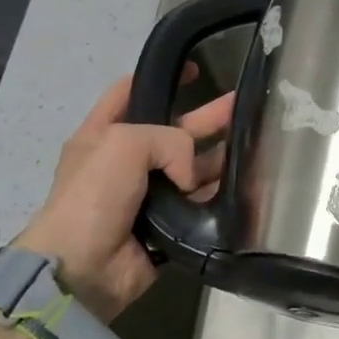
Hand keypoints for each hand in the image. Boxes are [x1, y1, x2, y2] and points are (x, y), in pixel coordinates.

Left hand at [15, 76, 232, 322]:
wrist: (81, 271)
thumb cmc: (92, 197)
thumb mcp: (123, 143)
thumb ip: (169, 140)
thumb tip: (190, 174)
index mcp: (104, 134)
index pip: (132, 92)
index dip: (163, 76)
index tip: (196, 68)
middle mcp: (126, 161)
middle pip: (173, 129)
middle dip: (207, 116)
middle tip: (244, 104)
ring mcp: (147, 195)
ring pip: (192, 167)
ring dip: (221, 156)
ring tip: (257, 143)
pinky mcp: (166, 226)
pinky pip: (199, 204)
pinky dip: (220, 194)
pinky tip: (248, 182)